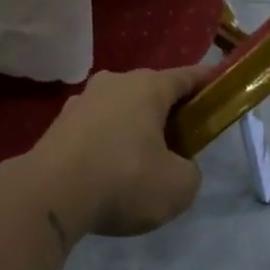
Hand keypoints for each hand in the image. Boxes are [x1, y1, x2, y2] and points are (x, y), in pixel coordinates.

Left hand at [19, 66, 209, 239]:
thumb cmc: (124, 179)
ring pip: (120, 110)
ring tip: (141, 163)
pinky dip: (107, 143)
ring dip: (134, 128)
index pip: (186, 76)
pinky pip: (96, 128)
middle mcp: (113, 83)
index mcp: (147, 87)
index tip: (219, 84)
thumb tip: (177, 166)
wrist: (50, 193)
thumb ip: (189, 171)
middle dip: (167, 112)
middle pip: (150, 93)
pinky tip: (109, 172)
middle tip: (180, 142)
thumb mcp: (178, 187)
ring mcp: (82, 101)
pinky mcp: (60, 124)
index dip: (206, 81)